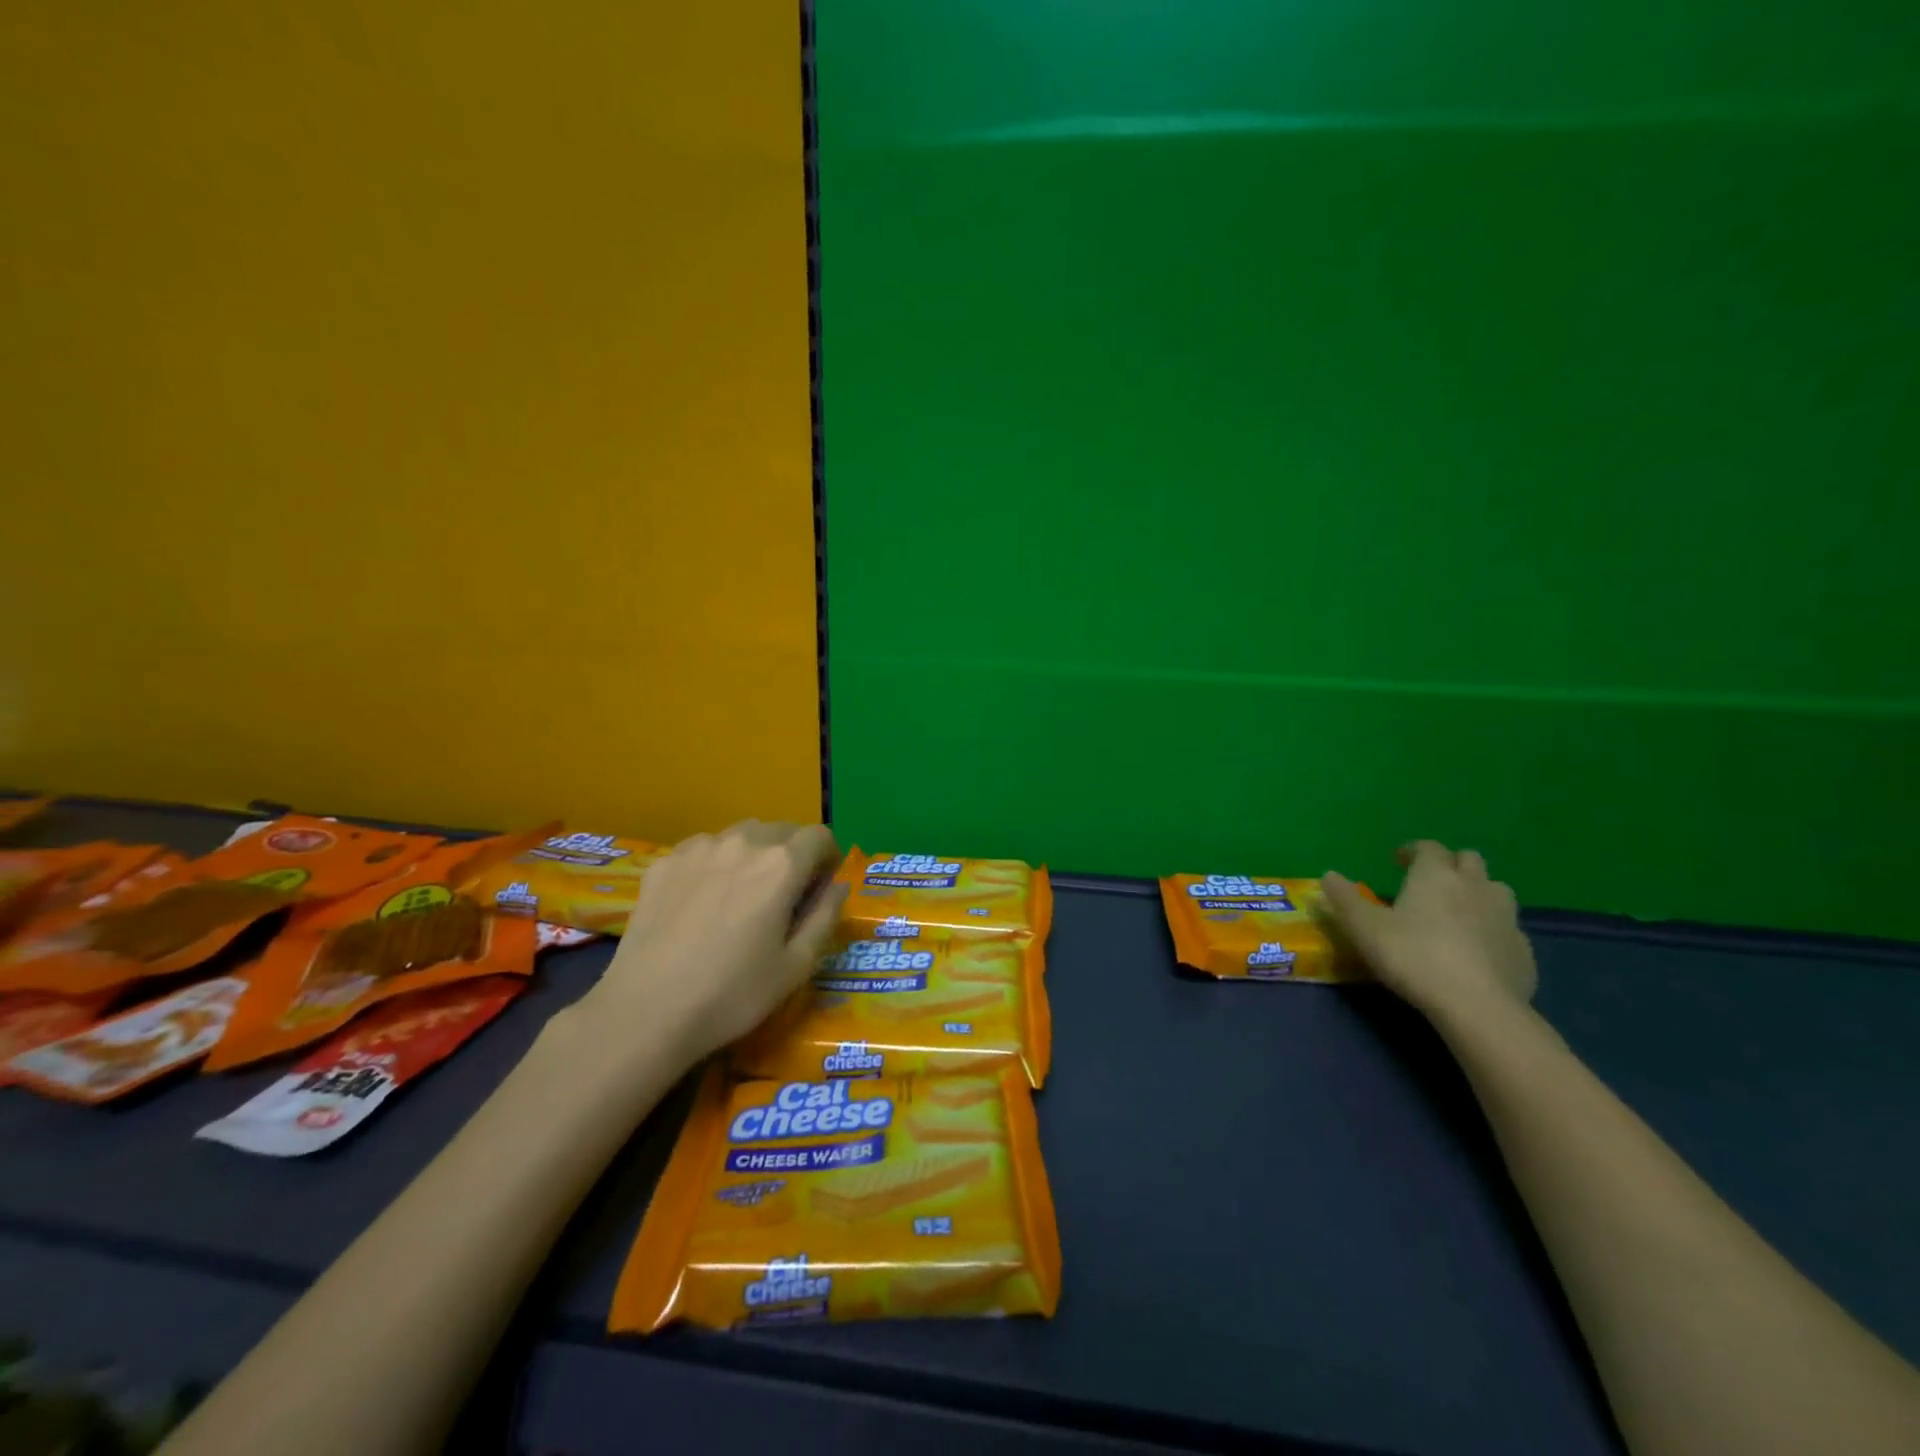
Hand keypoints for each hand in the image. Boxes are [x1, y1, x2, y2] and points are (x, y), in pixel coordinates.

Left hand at [585, 820, 848, 1067]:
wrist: (645, 1012)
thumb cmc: (732, 994)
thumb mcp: (796, 965)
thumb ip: (826, 916)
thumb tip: (838, 885)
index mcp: (781, 865)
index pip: (819, 836)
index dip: (828, 858)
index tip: (820, 887)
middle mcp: (743, 842)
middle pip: (782, 830)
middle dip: (793, 854)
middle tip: (784, 895)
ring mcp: (699, 848)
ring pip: (742, 835)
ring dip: (755, 854)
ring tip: (742, 895)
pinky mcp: (665, 862)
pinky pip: (704, 848)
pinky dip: (717, 863)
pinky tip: (703, 901)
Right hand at [1322, 841, 1536, 1016]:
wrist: (1477, 1006)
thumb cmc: (1412, 956)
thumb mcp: (1363, 927)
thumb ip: (1344, 899)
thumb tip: (1328, 875)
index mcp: (1435, 875)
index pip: (1428, 847)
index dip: (1412, 850)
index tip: (1398, 860)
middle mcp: (1475, 886)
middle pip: (1469, 860)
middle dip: (1450, 864)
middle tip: (1430, 882)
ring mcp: (1506, 918)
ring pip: (1496, 890)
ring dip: (1478, 892)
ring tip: (1459, 912)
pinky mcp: (1523, 950)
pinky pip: (1508, 929)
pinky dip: (1493, 930)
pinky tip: (1479, 950)